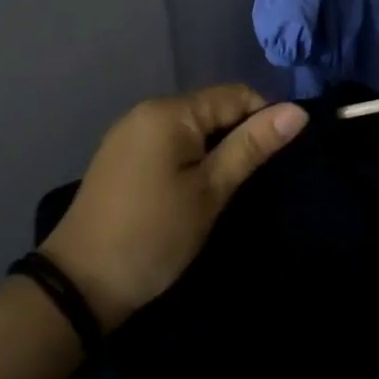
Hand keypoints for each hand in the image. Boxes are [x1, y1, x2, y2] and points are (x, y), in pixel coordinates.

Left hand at [41, 85, 308, 328]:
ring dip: (216, 149)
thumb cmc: (154, 234)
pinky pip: (169, 142)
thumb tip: (298, 111)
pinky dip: (191, 158)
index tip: (280, 158)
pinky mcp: (121, 157)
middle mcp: (147, 110)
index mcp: (170, 112)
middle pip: (212, 108)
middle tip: (255, 179)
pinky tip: (195, 188)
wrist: (80, 284)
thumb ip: (252, 146)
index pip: (236, 94)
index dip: (265, 119)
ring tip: (230, 186)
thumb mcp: (211, 191)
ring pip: (192, 127)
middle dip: (239, 135)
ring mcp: (129, 133)